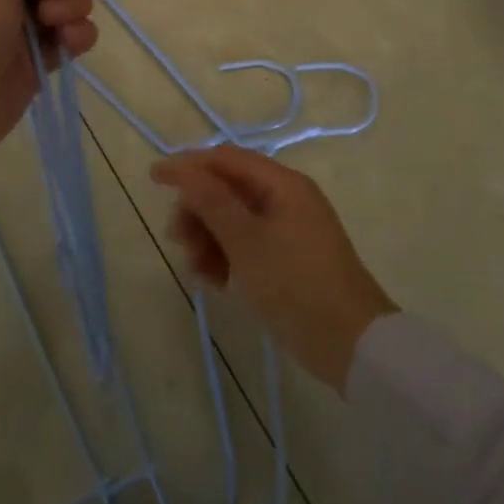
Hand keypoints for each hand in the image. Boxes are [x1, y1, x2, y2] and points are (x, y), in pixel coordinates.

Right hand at [152, 147, 396, 393]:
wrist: (351, 343)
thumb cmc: (296, 283)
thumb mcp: (247, 242)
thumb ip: (212, 202)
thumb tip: (183, 169)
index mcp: (282, 184)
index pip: (226, 160)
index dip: (189, 165)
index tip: (153, 178)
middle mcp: (285, 199)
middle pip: (228, 190)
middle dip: (198, 211)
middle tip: (178, 240)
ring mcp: (287, 230)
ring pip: (233, 221)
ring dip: (208, 239)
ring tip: (197, 270)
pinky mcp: (286, 259)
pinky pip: (246, 246)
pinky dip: (226, 258)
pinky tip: (214, 282)